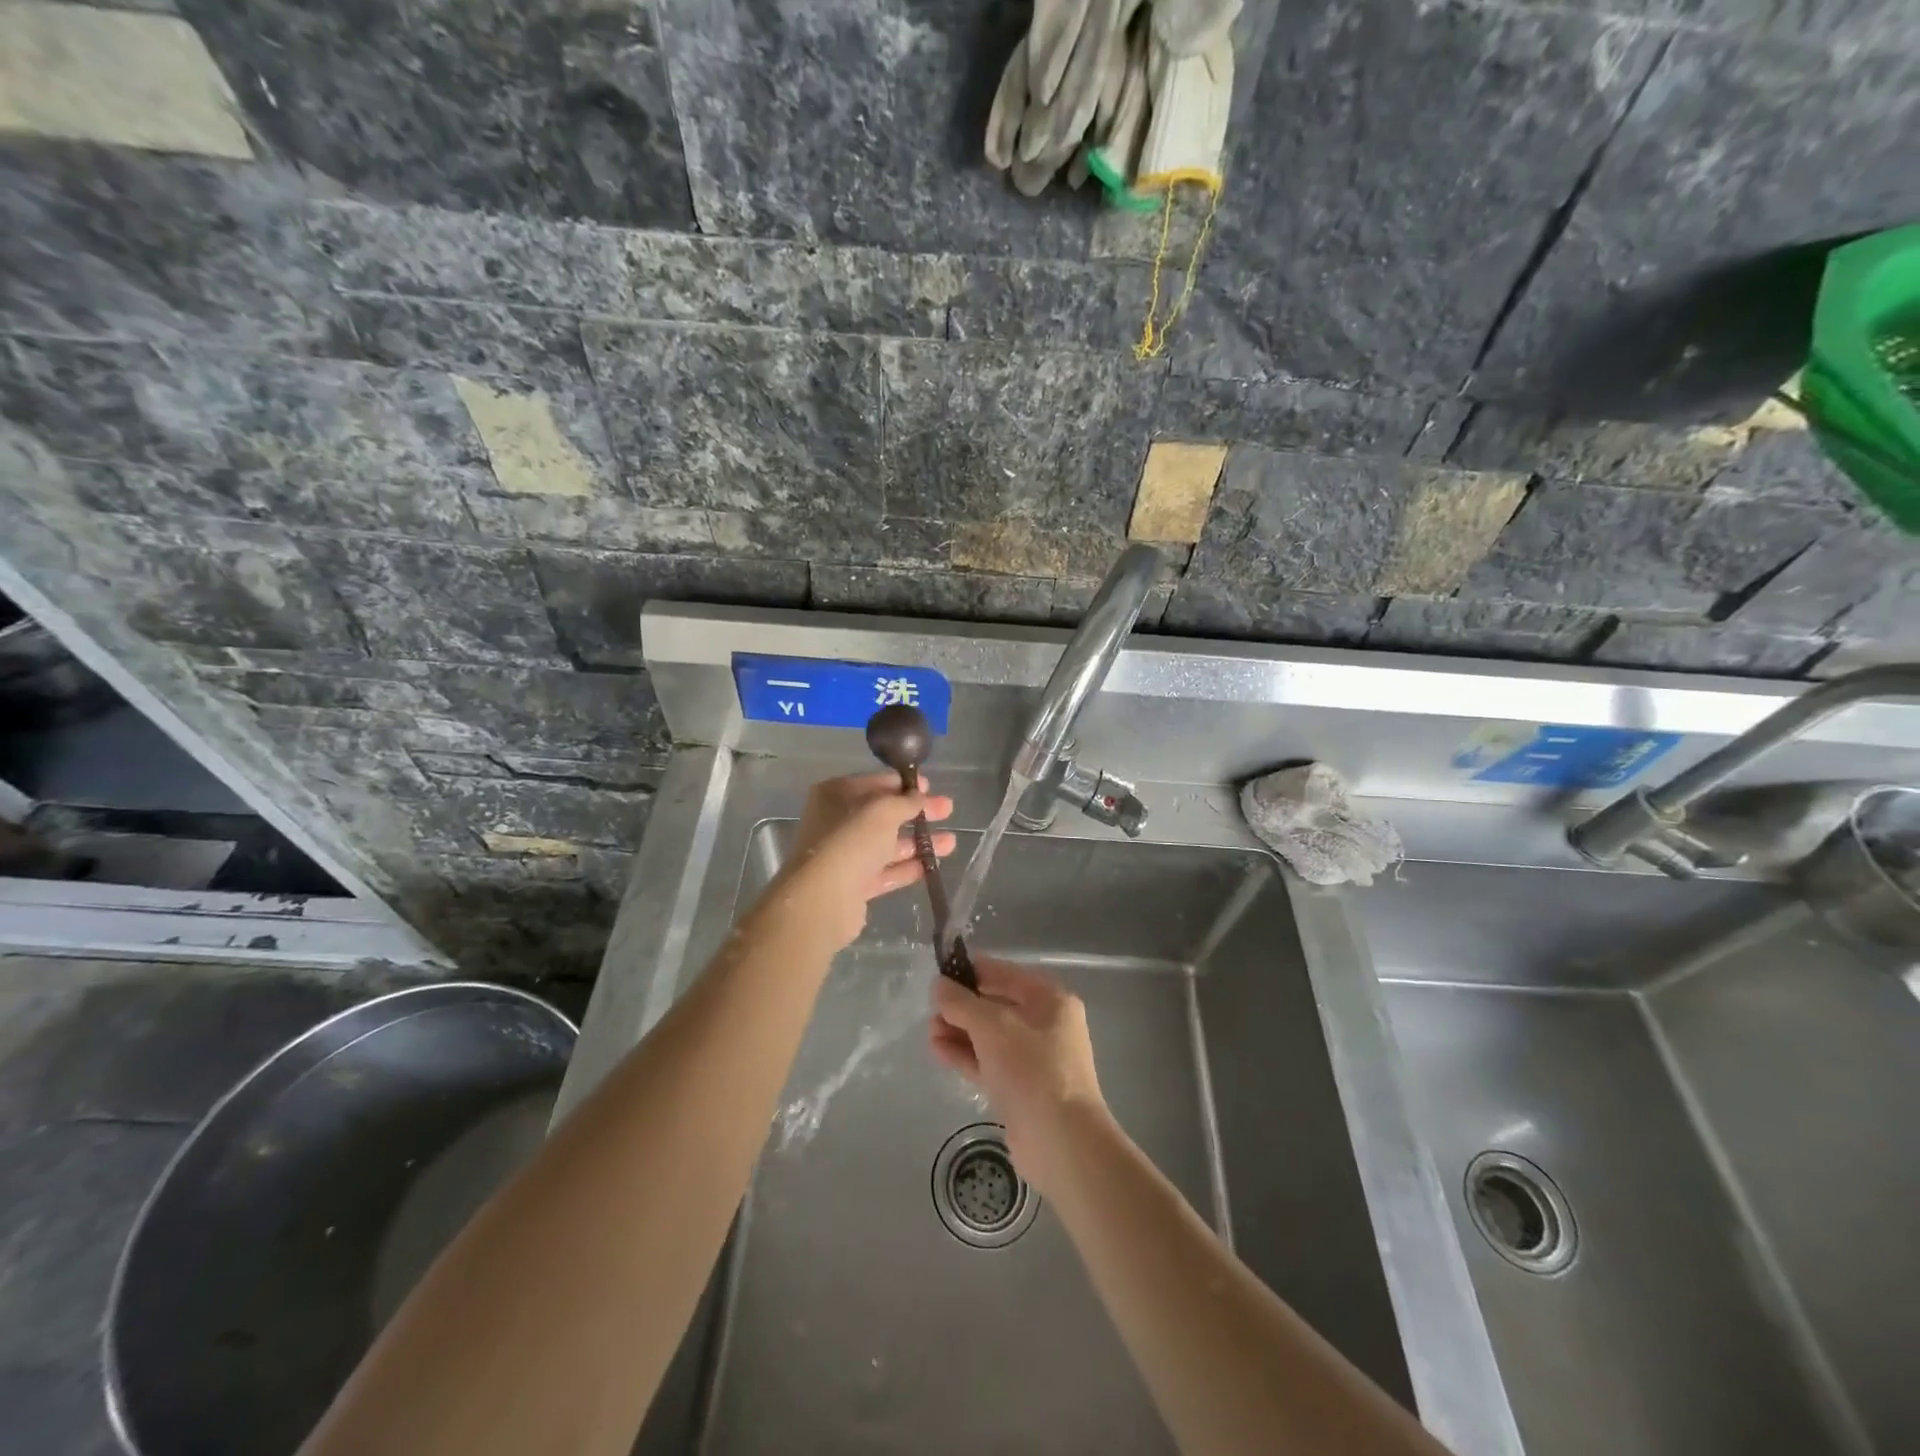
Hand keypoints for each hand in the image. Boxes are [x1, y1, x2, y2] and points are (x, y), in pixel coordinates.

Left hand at [761, 773, 955, 951]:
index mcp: (836, 795)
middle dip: (917, 812)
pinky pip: (886, 871)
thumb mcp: (883, 811)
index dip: (905, 783)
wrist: (822, 900)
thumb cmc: (850, 841)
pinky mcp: (854, 885)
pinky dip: (909, 868)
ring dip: (919, 842)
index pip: (876, 782)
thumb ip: (906, 801)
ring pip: (888, 844)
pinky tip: (934, 866)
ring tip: (951, 842)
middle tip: (948, 810)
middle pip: (884, 814)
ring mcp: (845, 855)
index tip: (932, 786)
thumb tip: (920, 796)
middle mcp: (837, 822)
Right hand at [928, 956, 1107, 1191]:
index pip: (1005, 973)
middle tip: (931, 1009)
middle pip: (997, 1005)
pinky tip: (938, 1050)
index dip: (972, 970)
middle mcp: (1046, 1025)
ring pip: (990, 1036)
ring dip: (960, 1031)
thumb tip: (939, 985)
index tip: (940, 972)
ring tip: (929, 1031)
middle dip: (963, 1006)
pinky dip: (965, 1055)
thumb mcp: (992, 1026)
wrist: (1061, 1142)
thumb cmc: (1031, 1068)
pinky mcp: (1021, 1089)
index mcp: (1050, 1000)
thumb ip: (961, 1002)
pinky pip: (989, 1062)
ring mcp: (1034, 1059)